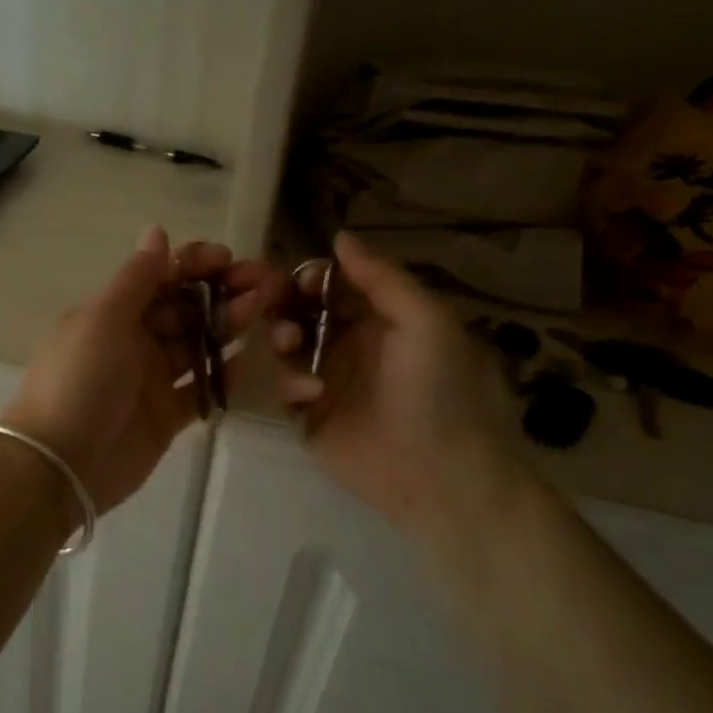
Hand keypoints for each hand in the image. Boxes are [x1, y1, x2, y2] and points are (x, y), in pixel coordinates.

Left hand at [1, 227, 277, 513]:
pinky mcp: (168, 415)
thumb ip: (137, 278)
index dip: (194, 265)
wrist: (62, 464)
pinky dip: (226, 374)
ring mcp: (152, 379)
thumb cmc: (80, 380)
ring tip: (265, 311)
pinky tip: (254, 358)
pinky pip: (203, 388)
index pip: (160, 277)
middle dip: (222, 292)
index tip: (228, 259)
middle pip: (185, 308)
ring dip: (229, 325)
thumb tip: (156, 229)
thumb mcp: (104, 318)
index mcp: (113, 312)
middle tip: (263, 283)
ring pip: (198, 344)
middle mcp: (134, 340)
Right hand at [269, 231, 532, 543]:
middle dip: (285, 304)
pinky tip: (309, 394)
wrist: (439, 475)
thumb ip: (382, 277)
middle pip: (302, 311)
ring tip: (290, 345)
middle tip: (273, 305)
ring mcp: (328, 380)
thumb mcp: (425, 320)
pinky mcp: (309, 417)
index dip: (311, 276)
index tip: (295, 279)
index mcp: (381, 318)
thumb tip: (340, 237)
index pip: (334, 285)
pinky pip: (283, 387)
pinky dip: (288, 383)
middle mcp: (350, 344)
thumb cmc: (438, 389)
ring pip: (285, 346)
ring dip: (281, 337)